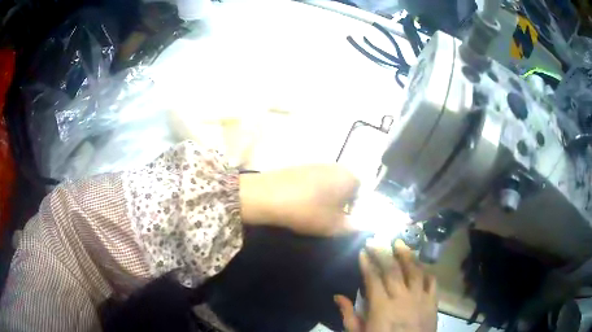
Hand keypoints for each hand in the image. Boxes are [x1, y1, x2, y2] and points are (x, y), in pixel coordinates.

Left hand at [239, 164, 358, 235]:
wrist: (267, 196)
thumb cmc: (308, 211)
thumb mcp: (334, 226)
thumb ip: (354, 226)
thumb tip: (363, 225)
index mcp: (350, 176)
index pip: (364, 193)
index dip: (356, 210)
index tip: (344, 222)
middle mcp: (336, 166)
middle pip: (347, 187)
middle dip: (342, 204)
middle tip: (330, 219)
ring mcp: (317, 164)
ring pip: (331, 185)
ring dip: (328, 199)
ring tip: (315, 213)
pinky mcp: (301, 167)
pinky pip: (315, 182)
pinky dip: (313, 193)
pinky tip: (302, 204)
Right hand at [334, 240, 437, 331]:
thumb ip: (349, 316)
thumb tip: (337, 297)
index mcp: (381, 307)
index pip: (373, 278)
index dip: (367, 263)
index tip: (363, 250)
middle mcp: (402, 298)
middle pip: (393, 270)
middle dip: (383, 252)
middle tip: (377, 239)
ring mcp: (420, 298)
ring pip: (414, 271)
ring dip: (407, 255)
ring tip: (400, 242)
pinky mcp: (432, 302)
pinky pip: (432, 281)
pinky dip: (426, 271)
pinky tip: (421, 265)